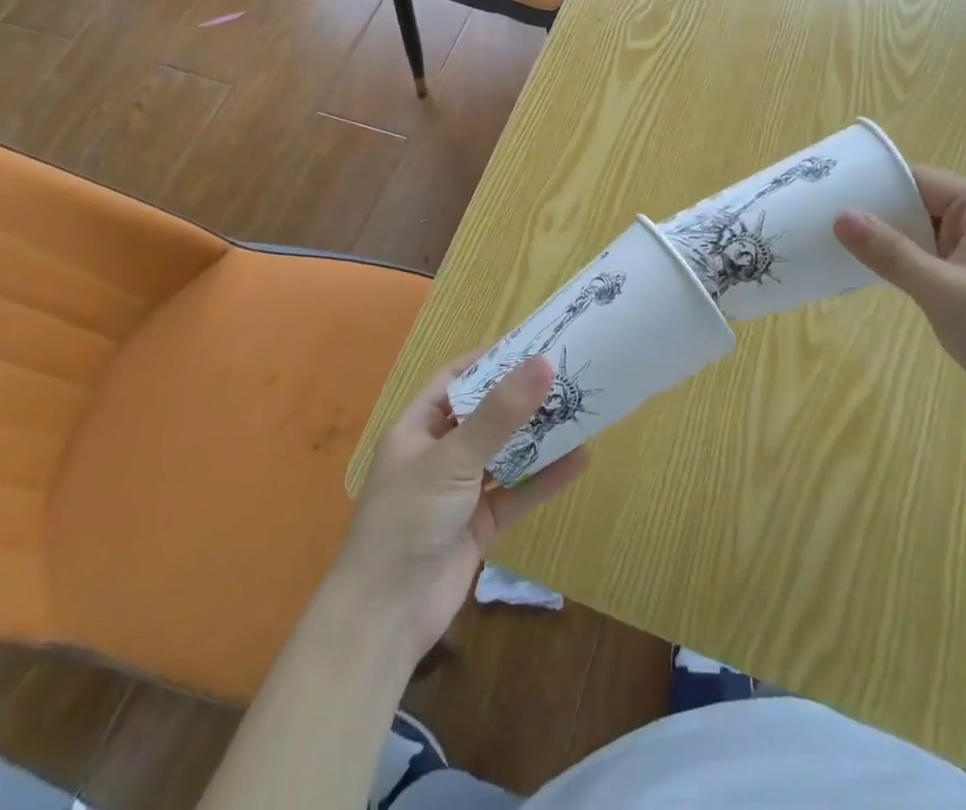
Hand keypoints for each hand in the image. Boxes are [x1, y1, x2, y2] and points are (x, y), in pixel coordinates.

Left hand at [338, 355, 587, 661]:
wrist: (385, 620)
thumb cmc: (408, 520)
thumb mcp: (452, 459)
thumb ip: (500, 414)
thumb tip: (544, 363)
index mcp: (417, 428)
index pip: (455, 379)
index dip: (489, 360)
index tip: (532, 345)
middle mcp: (438, 454)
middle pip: (485, 415)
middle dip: (522, 399)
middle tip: (566, 376)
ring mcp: (459, 491)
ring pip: (505, 453)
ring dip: (538, 438)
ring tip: (580, 411)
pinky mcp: (479, 525)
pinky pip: (516, 492)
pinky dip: (544, 479)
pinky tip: (578, 460)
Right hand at [834, 167, 965, 439]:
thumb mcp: (942, 291)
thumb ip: (890, 252)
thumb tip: (841, 216)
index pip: (917, 179)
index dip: (872, 185)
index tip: (826, 193)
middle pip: (918, 203)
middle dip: (875, 214)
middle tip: (820, 220)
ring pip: (922, 233)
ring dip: (887, 241)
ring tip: (835, 244)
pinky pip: (932, 258)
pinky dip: (905, 264)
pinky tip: (871, 274)